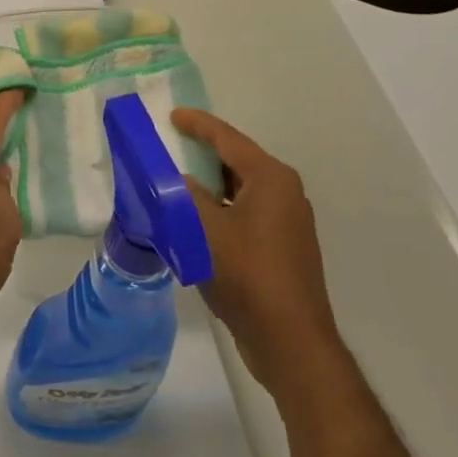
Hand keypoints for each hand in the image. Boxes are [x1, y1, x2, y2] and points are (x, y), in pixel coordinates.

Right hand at [172, 108, 340, 389]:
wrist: (289, 342)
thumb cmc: (247, 275)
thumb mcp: (203, 229)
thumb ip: (183, 195)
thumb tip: (173, 179)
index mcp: (271, 179)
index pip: (228, 139)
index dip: (197, 124)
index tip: (172, 115)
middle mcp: (285, 193)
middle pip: (236, 162)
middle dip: (201, 154)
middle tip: (168, 147)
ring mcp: (287, 222)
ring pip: (239, 190)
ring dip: (208, 186)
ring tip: (174, 183)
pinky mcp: (282, 248)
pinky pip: (244, 214)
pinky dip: (219, 210)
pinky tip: (194, 222)